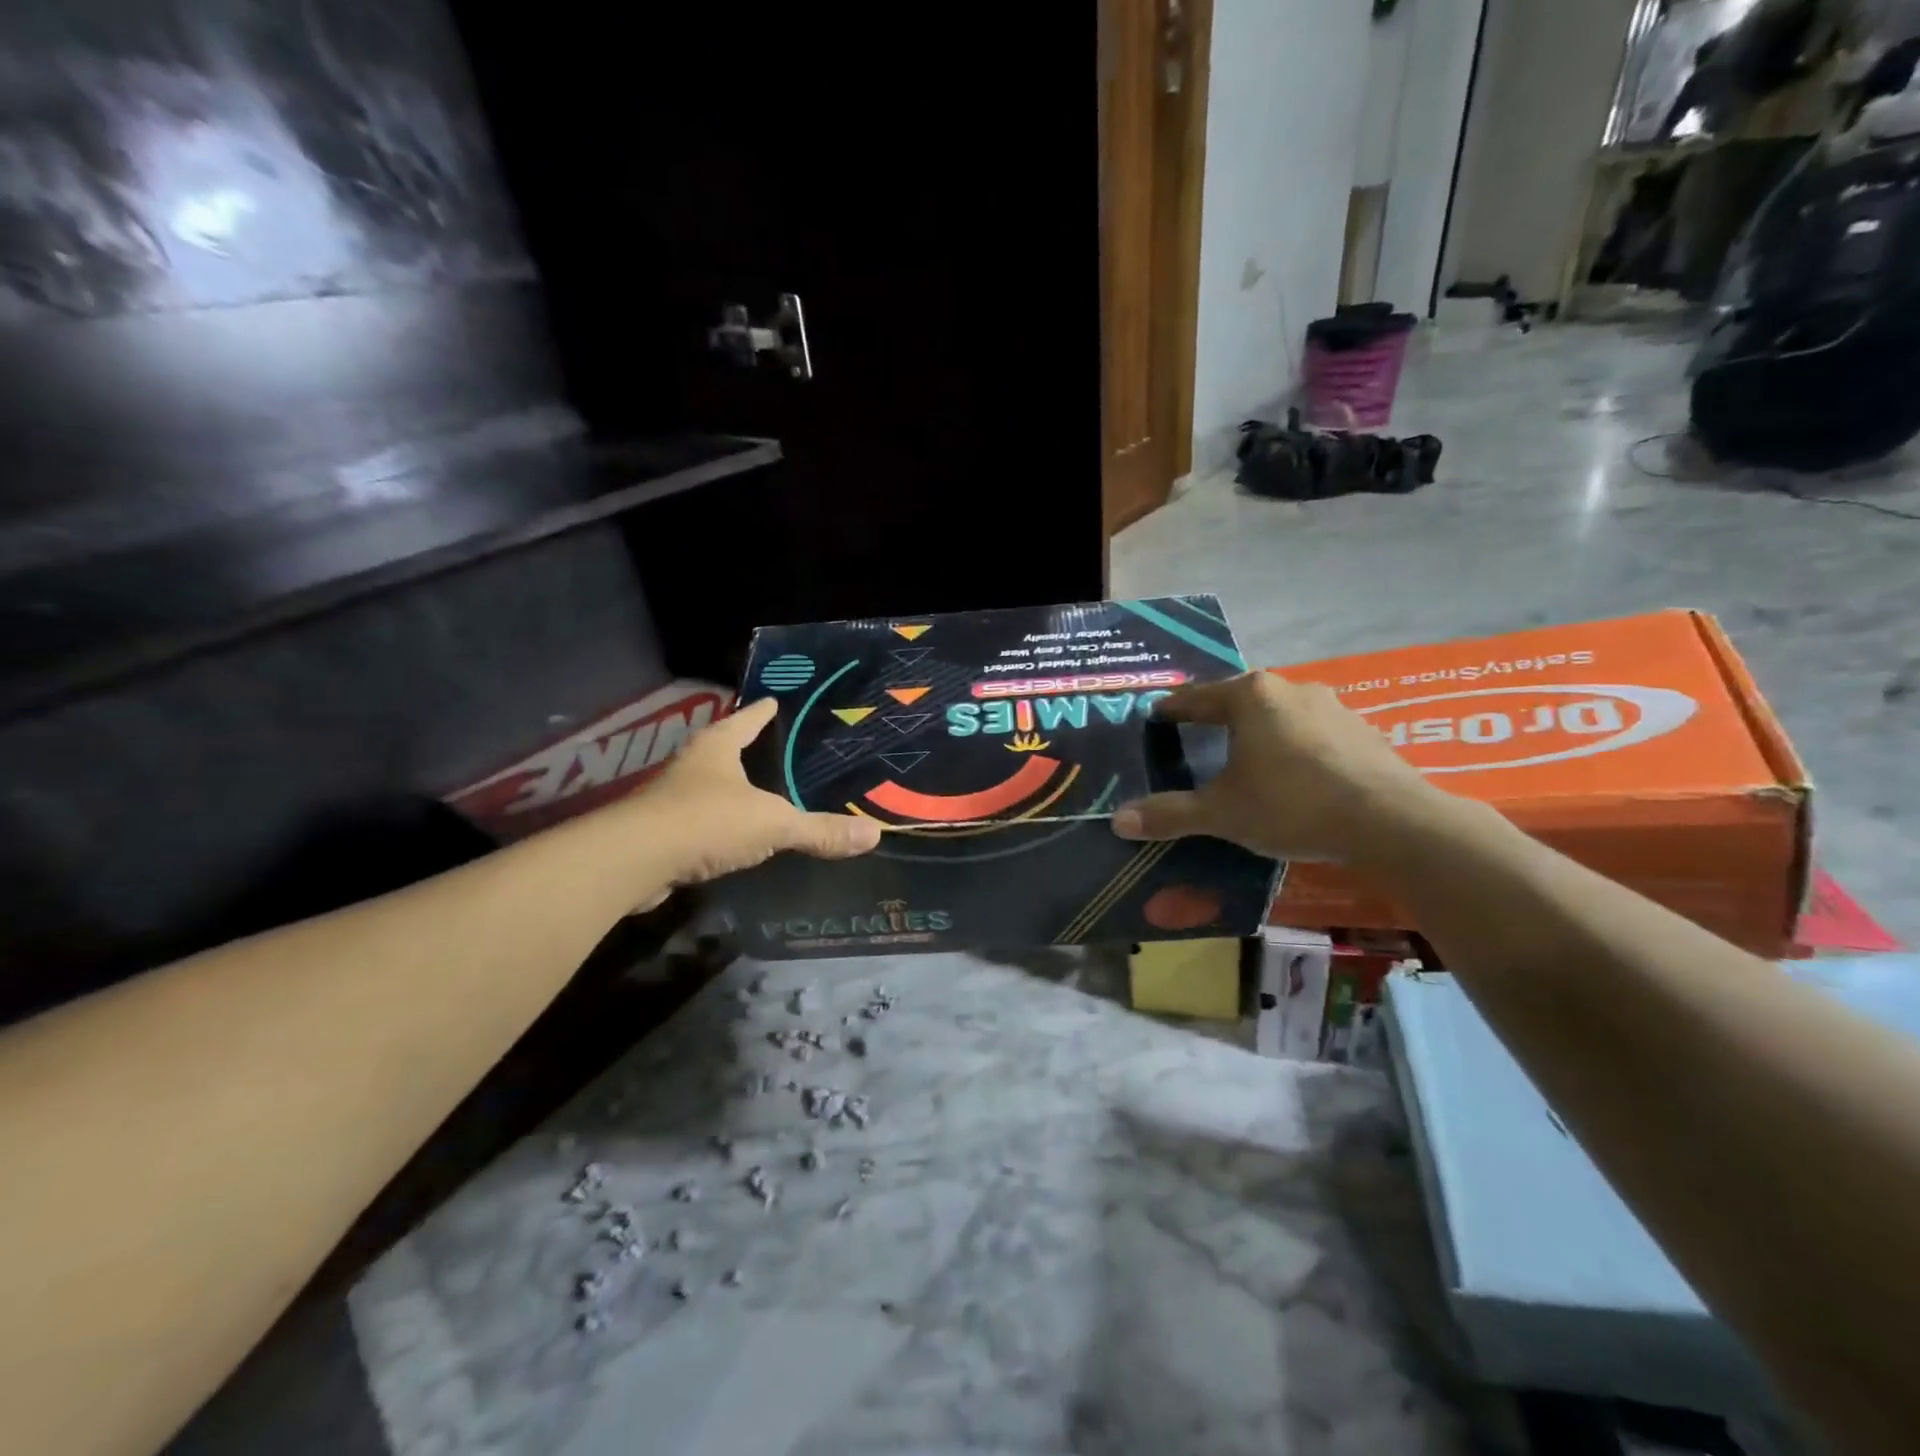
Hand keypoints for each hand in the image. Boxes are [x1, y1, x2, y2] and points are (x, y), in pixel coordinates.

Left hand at [623, 698, 881, 894]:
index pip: (746, 718)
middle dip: (746, 748)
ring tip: (760, 793)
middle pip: (724, 748)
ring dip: (730, 788)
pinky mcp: (660, 832)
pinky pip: (698, 821)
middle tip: (777, 748)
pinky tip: (733, 837)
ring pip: (708, 785)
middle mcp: (692, 765)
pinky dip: (717, 824)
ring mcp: (670, 798)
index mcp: (718, 747)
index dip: (763, 710)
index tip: (775, 700)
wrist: (633, 861)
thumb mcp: (773, 824)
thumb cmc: (707, 821)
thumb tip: (874, 834)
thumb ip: (820, 830)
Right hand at [1112, 673, 1443, 862]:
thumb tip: (1117, 821)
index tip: (1155, 716)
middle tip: (1195, 736)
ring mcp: (1330, 706)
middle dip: (1215, 716)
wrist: (1389, 821)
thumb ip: (1170, 813)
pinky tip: (1292, 771)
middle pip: (1239, 699)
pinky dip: (1292, 745)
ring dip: (1257, 729)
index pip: (1196, 698)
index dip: (1172, 710)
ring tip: (1242, 754)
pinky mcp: (1360, 729)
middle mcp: (1288, 689)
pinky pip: (1310, 730)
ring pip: (1277, 713)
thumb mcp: (1222, 813)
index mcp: (1249, 697)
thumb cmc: (1291, 805)